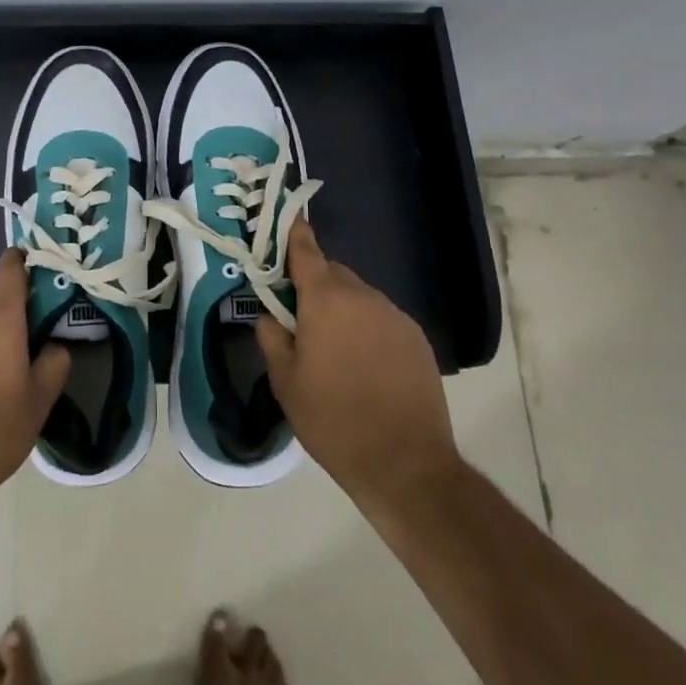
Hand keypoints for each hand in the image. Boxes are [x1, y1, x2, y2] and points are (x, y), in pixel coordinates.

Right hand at [257, 218, 461, 516]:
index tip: (283, 220)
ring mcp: (394, 315)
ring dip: (341, 308)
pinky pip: (381, 317)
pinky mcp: (415, 337)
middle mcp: (363, 296)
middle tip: (298, 317)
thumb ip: (271, 335)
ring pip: (358, 296)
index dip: (292, 233)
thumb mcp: (284, 381)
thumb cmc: (333, 419)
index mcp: (326, 299)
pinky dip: (366, 327)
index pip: (305, 249)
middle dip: (313, 285)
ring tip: (333, 349)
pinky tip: (363, 364)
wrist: (405, 464)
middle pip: (332, 272)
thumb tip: (270, 314)